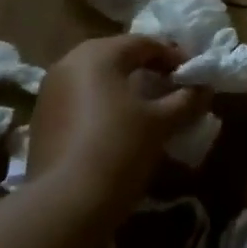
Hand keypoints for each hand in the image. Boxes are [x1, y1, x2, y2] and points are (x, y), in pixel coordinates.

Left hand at [25, 35, 210, 219]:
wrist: (65, 203)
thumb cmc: (120, 148)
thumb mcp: (162, 122)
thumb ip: (187, 100)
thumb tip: (205, 88)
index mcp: (98, 55)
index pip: (144, 43)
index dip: (173, 56)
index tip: (194, 75)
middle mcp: (68, 64)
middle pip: (117, 56)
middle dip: (147, 68)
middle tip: (172, 85)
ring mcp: (49, 92)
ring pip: (97, 78)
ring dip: (124, 86)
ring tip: (149, 107)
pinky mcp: (41, 120)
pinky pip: (81, 99)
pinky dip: (103, 104)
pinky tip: (119, 126)